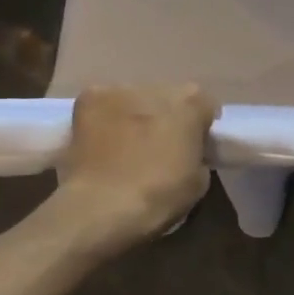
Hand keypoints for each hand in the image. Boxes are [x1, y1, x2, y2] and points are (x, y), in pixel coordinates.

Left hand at [53, 84, 219, 242]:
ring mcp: (121, 90)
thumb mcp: (199, 181)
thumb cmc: (159, 196)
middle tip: (158, 146)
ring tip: (125, 145)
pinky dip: (104, 118)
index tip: (192, 147)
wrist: (103, 206)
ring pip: (134, 99)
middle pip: (168, 98)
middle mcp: (159, 87)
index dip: (199, 127)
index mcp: (192, 102)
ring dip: (135, 116)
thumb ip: (198, 154)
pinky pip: (103, 104)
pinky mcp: (89, 99)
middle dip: (165, 117)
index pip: (204, 106)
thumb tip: (186, 152)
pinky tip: (100, 141)